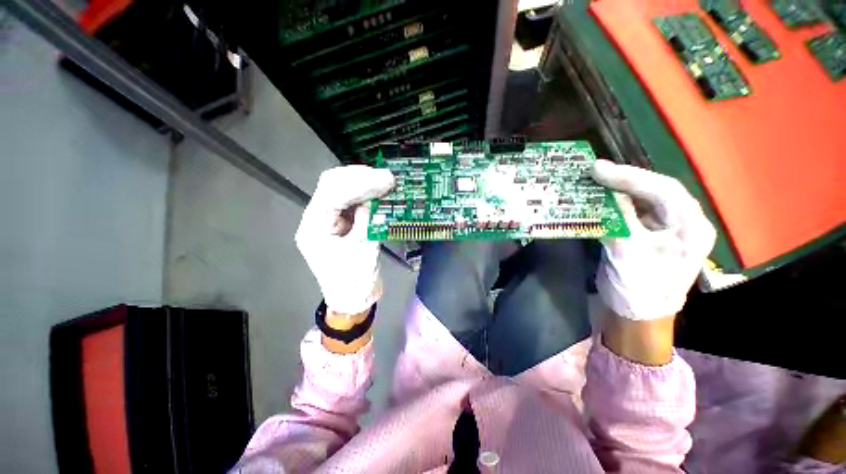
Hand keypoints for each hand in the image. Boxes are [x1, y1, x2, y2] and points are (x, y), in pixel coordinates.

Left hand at [295, 165, 394, 315]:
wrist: (353, 299)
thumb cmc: (354, 283)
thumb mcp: (364, 251)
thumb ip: (367, 222)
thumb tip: (374, 199)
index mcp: (314, 229)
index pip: (332, 194)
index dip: (359, 184)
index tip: (384, 181)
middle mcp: (316, 219)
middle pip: (332, 185)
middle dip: (360, 178)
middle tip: (386, 178)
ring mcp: (328, 219)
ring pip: (341, 189)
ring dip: (364, 183)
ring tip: (385, 182)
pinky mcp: (340, 222)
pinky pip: (351, 201)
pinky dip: (366, 194)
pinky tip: (379, 192)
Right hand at [590, 160, 716, 320]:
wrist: (636, 317)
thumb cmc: (639, 288)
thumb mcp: (628, 250)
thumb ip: (620, 217)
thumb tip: (606, 192)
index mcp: (690, 227)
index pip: (663, 189)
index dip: (629, 176)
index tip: (597, 168)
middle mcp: (682, 223)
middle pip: (655, 191)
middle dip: (624, 180)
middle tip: (594, 172)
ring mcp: (665, 230)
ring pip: (644, 200)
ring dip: (618, 190)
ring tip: (595, 181)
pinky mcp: (648, 236)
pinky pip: (633, 213)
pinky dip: (615, 204)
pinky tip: (599, 199)